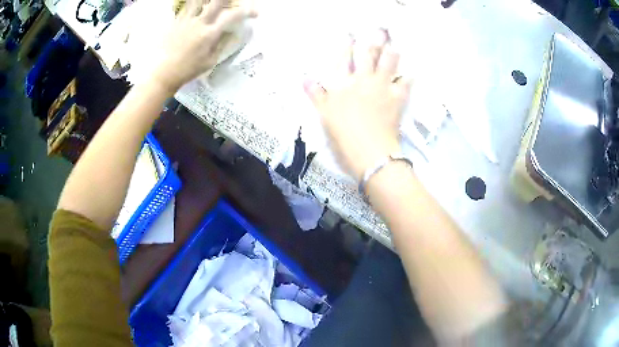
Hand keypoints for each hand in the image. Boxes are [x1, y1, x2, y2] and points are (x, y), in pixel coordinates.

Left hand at [146, 0, 256, 92]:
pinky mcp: (175, 21)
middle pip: (216, 1)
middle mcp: (199, 22)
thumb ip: (221, 44)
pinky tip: (196, 6)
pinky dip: (193, 4)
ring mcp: (186, 20)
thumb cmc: (187, 70)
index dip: (247, 11)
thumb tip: (231, 32)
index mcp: (209, 34)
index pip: (232, 16)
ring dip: (207, 0)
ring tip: (211, 3)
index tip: (254, 12)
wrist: (162, 72)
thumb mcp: (210, 61)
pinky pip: (186, 6)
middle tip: (233, 0)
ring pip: (198, 0)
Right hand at [304, 30, 411, 180]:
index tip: (350, 35)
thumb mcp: (324, 114)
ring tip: (394, 45)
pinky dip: (409, 76)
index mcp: (343, 82)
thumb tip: (305, 78)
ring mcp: (382, 86)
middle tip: (378, 30)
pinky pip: (406, 82)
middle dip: (372, 40)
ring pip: (388, 61)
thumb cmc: (342, 134)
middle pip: (368, 53)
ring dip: (391, 51)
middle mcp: (363, 79)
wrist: (368, 151)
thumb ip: (316, 94)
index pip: (343, 58)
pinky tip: (412, 71)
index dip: (347, 44)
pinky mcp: (397, 98)